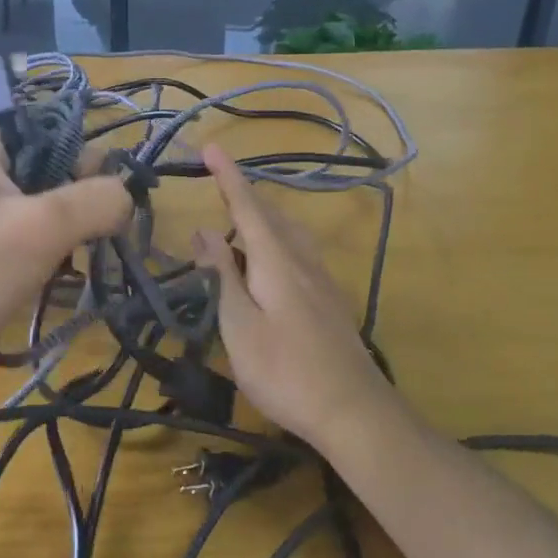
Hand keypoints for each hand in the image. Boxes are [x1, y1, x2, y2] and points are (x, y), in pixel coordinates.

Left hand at [0, 123, 132, 357]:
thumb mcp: (44, 228)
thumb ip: (98, 200)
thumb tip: (126, 196)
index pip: (50, 135)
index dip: (84, 168)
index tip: (101, 211)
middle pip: (46, 173)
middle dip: (72, 210)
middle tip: (84, 246)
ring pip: (35, 209)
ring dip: (59, 237)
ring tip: (62, 269)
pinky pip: (16, 235)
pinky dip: (38, 254)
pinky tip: (43, 281)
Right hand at [192, 145, 390, 443]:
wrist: (353, 411)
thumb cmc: (285, 371)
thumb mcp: (239, 326)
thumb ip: (221, 276)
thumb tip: (203, 231)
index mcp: (276, 261)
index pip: (247, 207)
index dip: (228, 177)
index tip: (212, 146)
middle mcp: (302, 261)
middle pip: (272, 217)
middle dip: (244, 196)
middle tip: (219, 186)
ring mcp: (322, 282)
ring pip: (290, 234)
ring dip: (263, 219)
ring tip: (239, 223)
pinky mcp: (331, 303)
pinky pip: (299, 253)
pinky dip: (277, 243)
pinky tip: (272, 264)